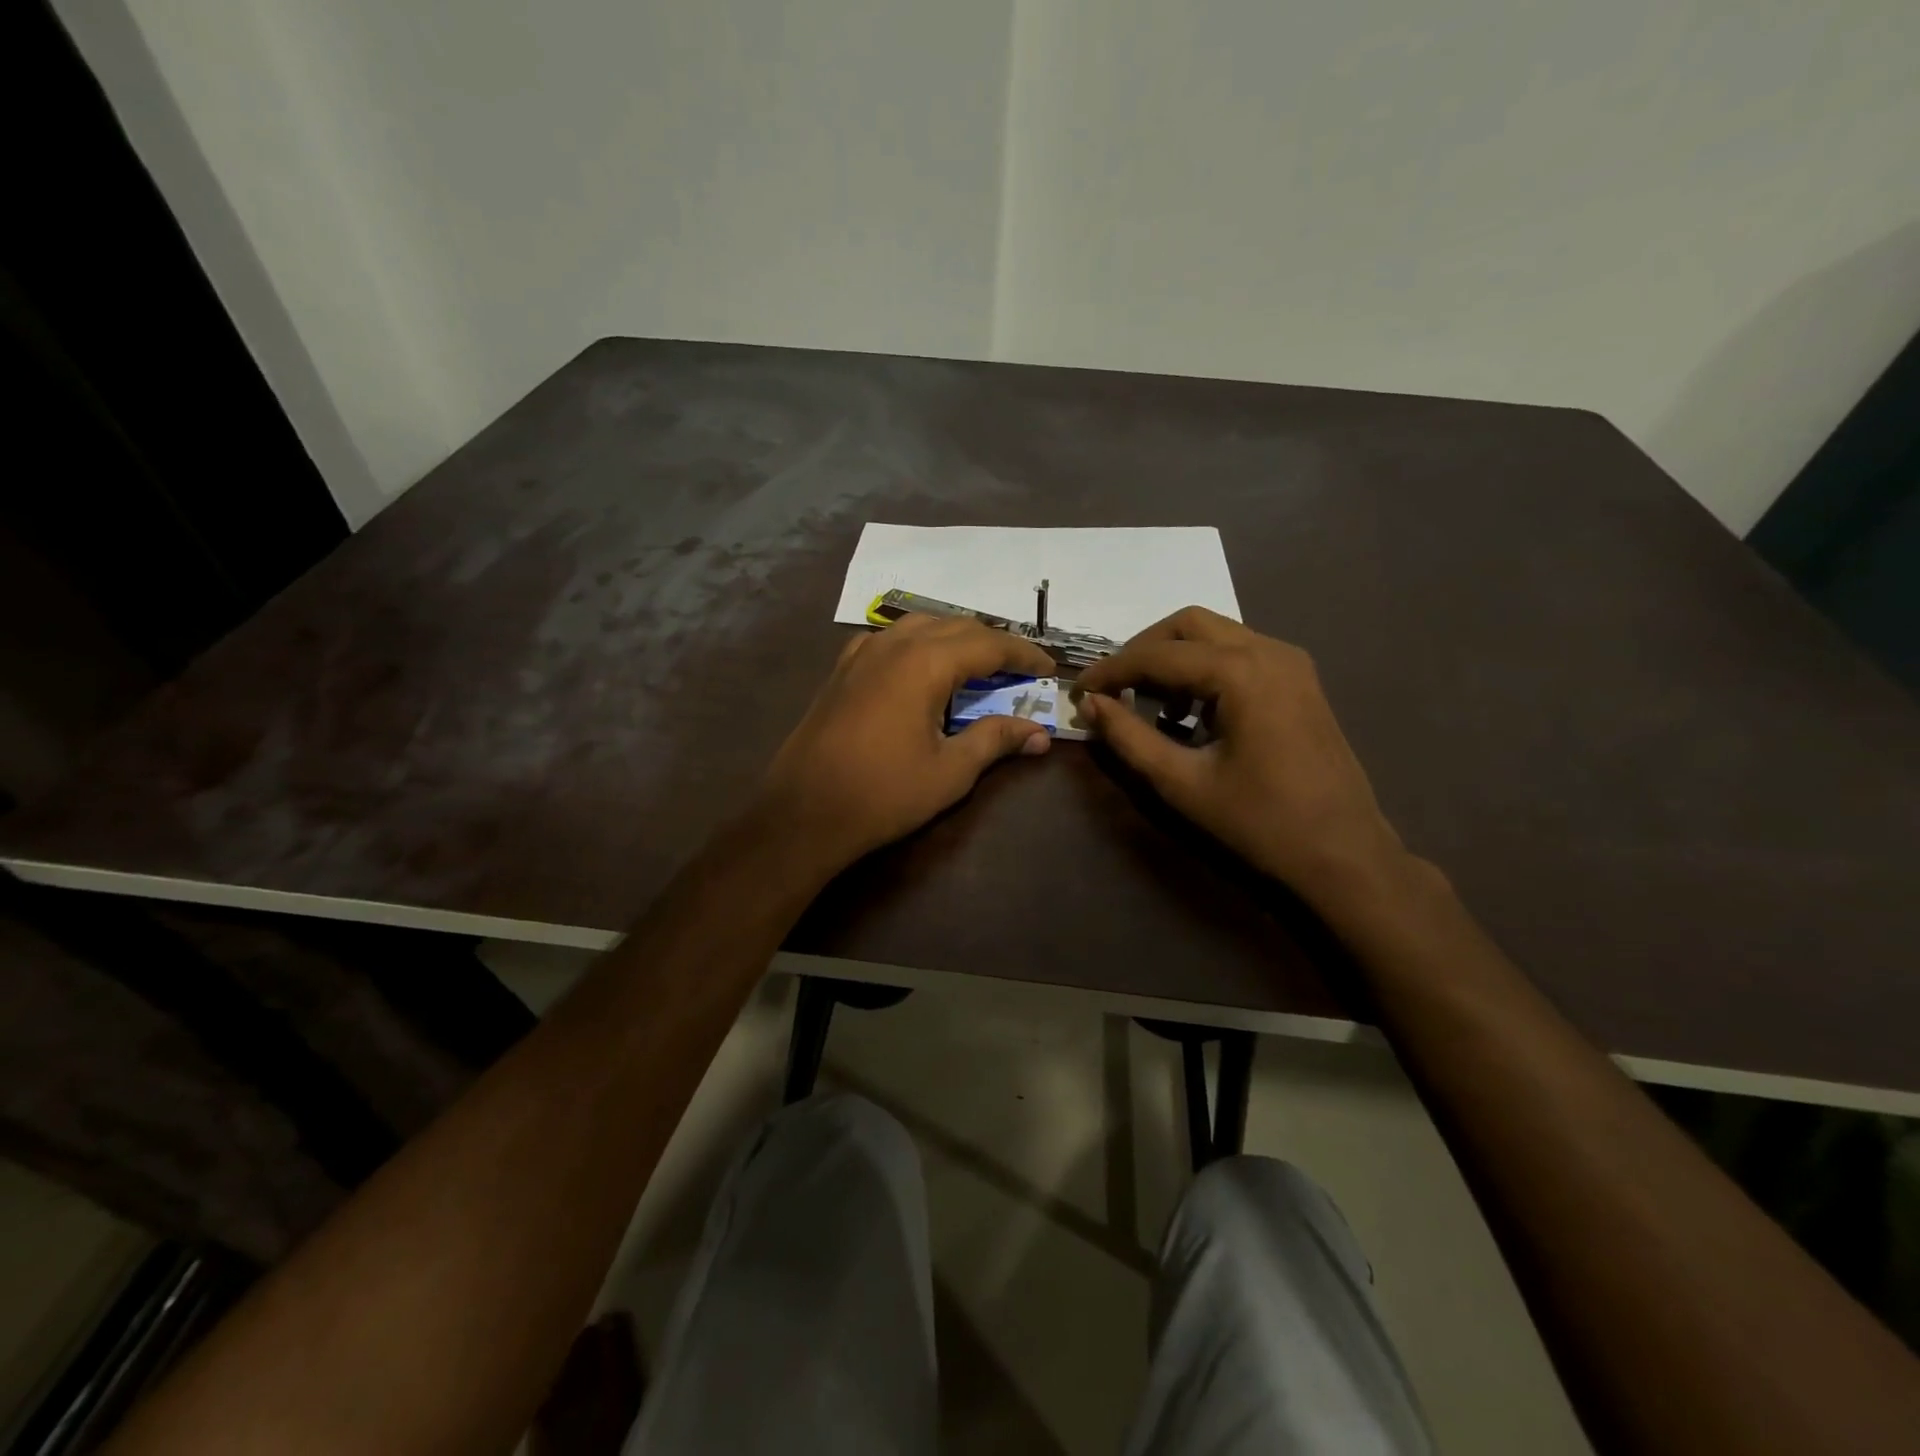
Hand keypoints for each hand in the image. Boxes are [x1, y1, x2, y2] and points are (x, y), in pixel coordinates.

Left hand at [757, 615, 1057, 868]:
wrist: (804, 813)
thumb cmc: (883, 794)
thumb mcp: (950, 771)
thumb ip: (995, 740)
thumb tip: (1039, 734)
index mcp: (924, 663)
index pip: (988, 644)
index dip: (1023, 655)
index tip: (1048, 669)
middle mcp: (893, 645)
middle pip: (955, 627)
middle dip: (992, 644)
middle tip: (1019, 670)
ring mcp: (861, 653)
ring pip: (919, 627)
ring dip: (954, 639)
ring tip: (976, 665)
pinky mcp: (841, 670)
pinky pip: (888, 640)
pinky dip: (916, 645)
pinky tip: (919, 669)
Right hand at [1076, 607, 1408, 902]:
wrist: (1344, 854)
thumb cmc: (1260, 822)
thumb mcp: (1181, 783)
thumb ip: (1129, 738)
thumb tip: (1090, 705)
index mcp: (1241, 673)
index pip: (1158, 655)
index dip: (1110, 670)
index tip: (1077, 691)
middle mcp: (1269, 651)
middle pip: (1188, 625)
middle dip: (1142, 651)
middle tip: (1112, 688)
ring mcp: (1291, 662)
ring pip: (1216, 634)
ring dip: (1173, 658)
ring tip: (1148, 704)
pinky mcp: (1300, 680)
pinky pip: (1240, 653)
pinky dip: (1204, 669)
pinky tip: (1192, 712)